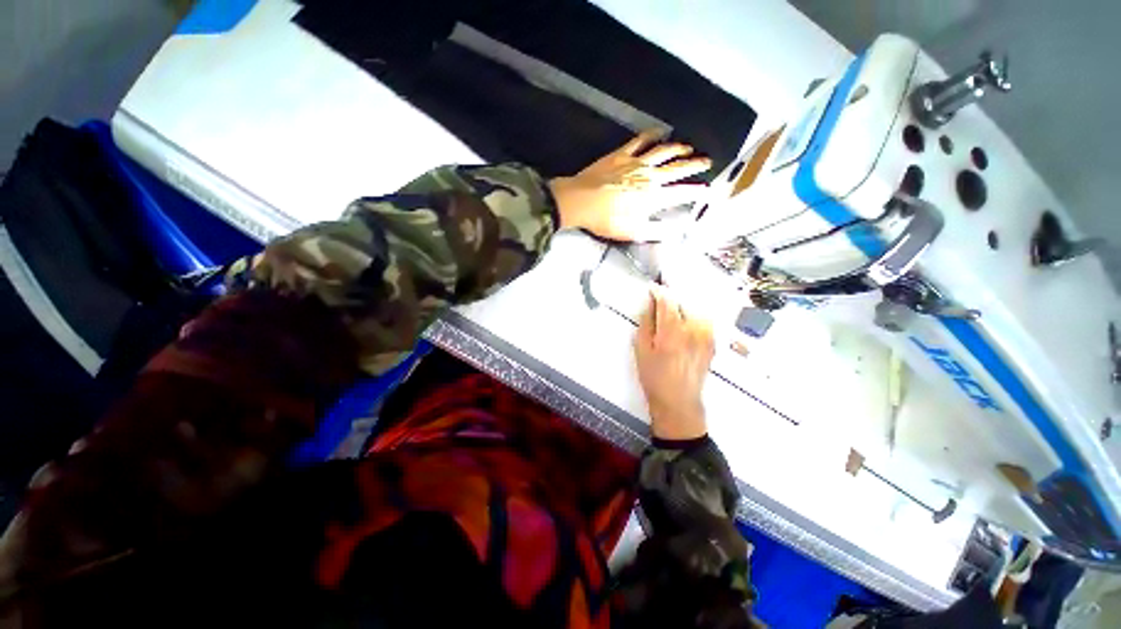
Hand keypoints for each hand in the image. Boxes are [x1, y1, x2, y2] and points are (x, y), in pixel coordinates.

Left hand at [550, 130, 710, 241]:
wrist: (580, 201)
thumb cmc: (606, 220)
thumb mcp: (632, 232)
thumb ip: (655, 231)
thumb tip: (676, 231)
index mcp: (653, 197)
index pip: (681, 193)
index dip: (695, 191)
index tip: (706, 189)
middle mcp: (650, 176)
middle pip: (677, 168)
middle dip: (694, 165)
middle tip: (707, 161)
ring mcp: (636, 162)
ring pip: (663, 151)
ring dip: (678, 149)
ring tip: (689, 147)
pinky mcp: (622, 154)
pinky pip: (641, 140)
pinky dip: (652, 134)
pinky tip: (659, 131)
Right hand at [633, 288, 714, 440]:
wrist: (679, 401)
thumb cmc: (654, 377)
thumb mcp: (641, 349)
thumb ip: (646, 323)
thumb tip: (649, 304)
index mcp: (672, 331)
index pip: (667, 301)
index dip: (659, 291)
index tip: (652, 289)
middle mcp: (693, 330)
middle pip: (683, 302)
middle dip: (671, 298)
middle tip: (660, 300)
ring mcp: (706, 336)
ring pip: (695, 309)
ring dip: (683, 307)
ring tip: (673, 311)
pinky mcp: (712, 342)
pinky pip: (704, 320)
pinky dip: (693, 316)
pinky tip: (685, 323)